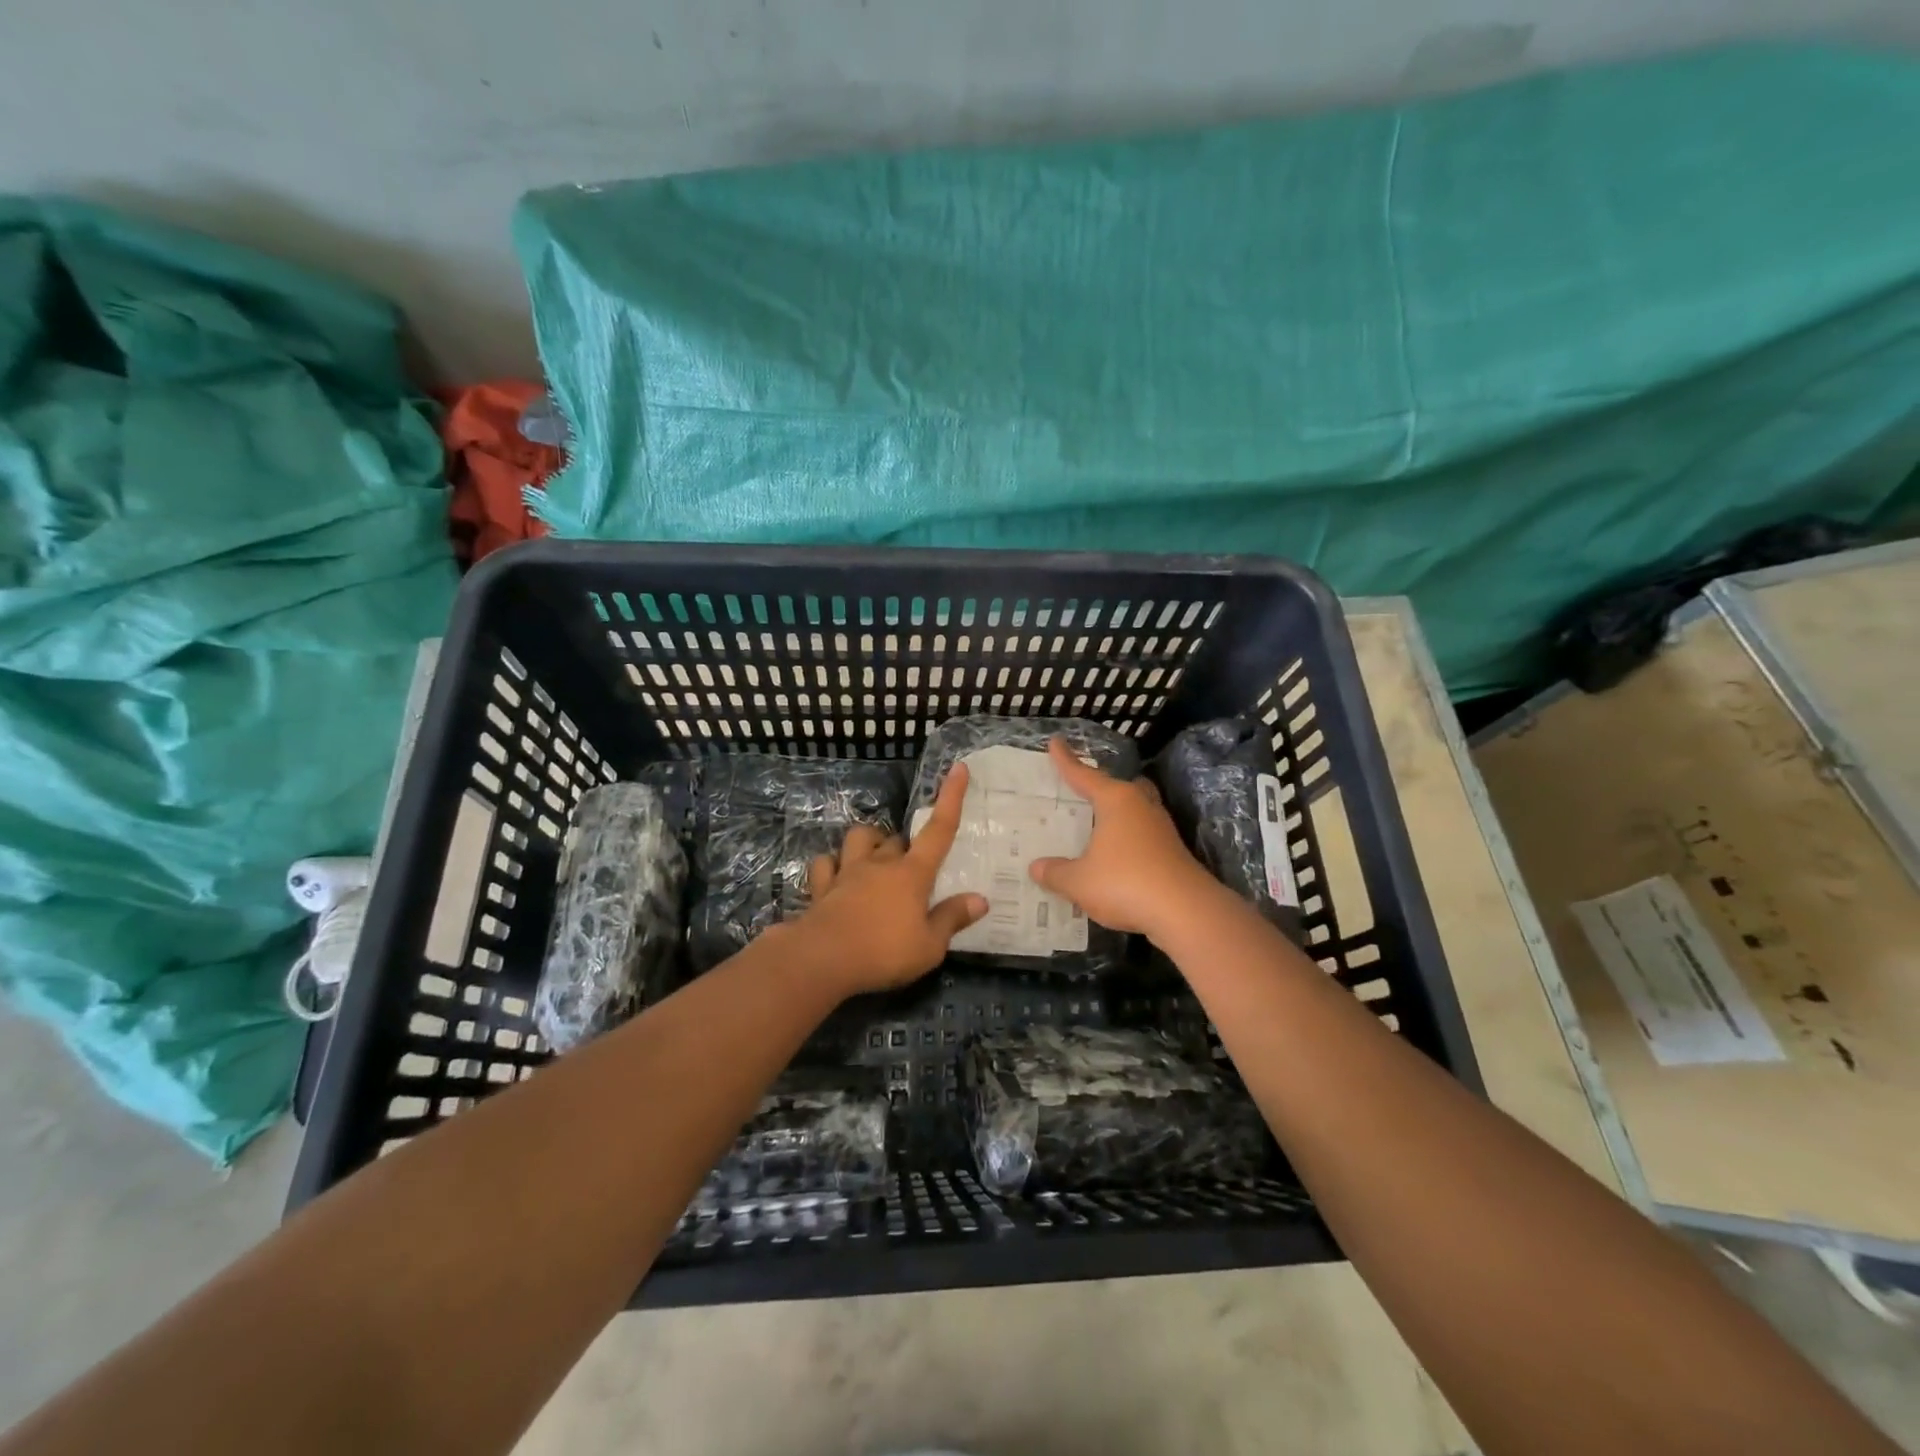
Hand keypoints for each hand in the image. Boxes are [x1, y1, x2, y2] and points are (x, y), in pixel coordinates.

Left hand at [791, 764, 987, 994]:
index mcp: (912, 874)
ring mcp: (847, 872)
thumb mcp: (929, 946)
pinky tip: (835, 877)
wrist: (822, 959)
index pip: (939, 830)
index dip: (951, 798)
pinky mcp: (821, 887)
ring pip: (859, 838)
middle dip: (906, 847)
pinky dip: (831, 866)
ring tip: (874, 860)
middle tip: (912, 870)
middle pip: (897, 839)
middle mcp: (880, 864)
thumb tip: (981, 899)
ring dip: (869, 843)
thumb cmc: (884, 952)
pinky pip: (824, 864)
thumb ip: (952, 919)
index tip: (958, 768)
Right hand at [1029, 737, 1225, 944]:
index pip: (1084, 775)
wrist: (1185, 911)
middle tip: (1083, 789)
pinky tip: (1115, 855)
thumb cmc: (1125, 883)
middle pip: (1120, 787)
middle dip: (1102, 786)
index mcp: (1116, 800)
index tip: (1056, 741)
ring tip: (1097, 823)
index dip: (1067, 760)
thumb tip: (1036, 867)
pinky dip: (1127, 838)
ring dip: (1118, 815)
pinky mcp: (1172, 852)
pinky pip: (1142, 834)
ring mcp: (1161, 828)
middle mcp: (1140, 806)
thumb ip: (1055, 872)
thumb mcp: (1079, 882)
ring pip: (1135, 810)